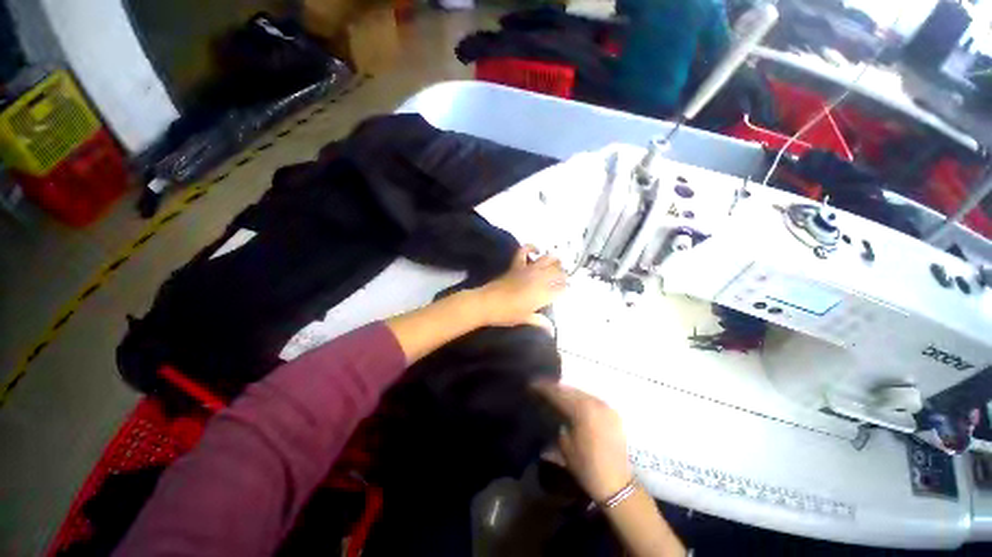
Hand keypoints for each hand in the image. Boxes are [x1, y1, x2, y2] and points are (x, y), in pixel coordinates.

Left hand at [473, 245, 566, 326]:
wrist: (487, 303)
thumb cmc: (507, 314)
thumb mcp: (525, 319)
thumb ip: (540, 321)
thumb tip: (551, 329)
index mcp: (543, 294)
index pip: (562, 289)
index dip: (565, 289)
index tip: (565, 291)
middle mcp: (539, 279)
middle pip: (558, 272)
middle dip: (563, 275)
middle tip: (563, 279)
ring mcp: (528, 270)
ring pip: (548, 259)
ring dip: (554, 260)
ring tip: (556, 264)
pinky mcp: (517, 265)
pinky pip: (525, 251)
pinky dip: (531, 247)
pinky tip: (536, 250)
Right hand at [533, 383, 632, 501]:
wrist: (616, 484)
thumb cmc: (586, 466)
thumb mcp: (564, 444)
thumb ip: (558, 421)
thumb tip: (551, 410)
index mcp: (581, 409)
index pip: (558, 393)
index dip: (543, 388)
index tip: (532, 385)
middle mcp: (594, 402)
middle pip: (570, 390)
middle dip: (555, 388)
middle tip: (542, 388)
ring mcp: (605, 406)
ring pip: (581, 392)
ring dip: (567, 392)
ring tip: (555, 393)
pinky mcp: (612, 412)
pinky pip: (591, 399)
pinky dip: (580, 398)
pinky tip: (573, 402)